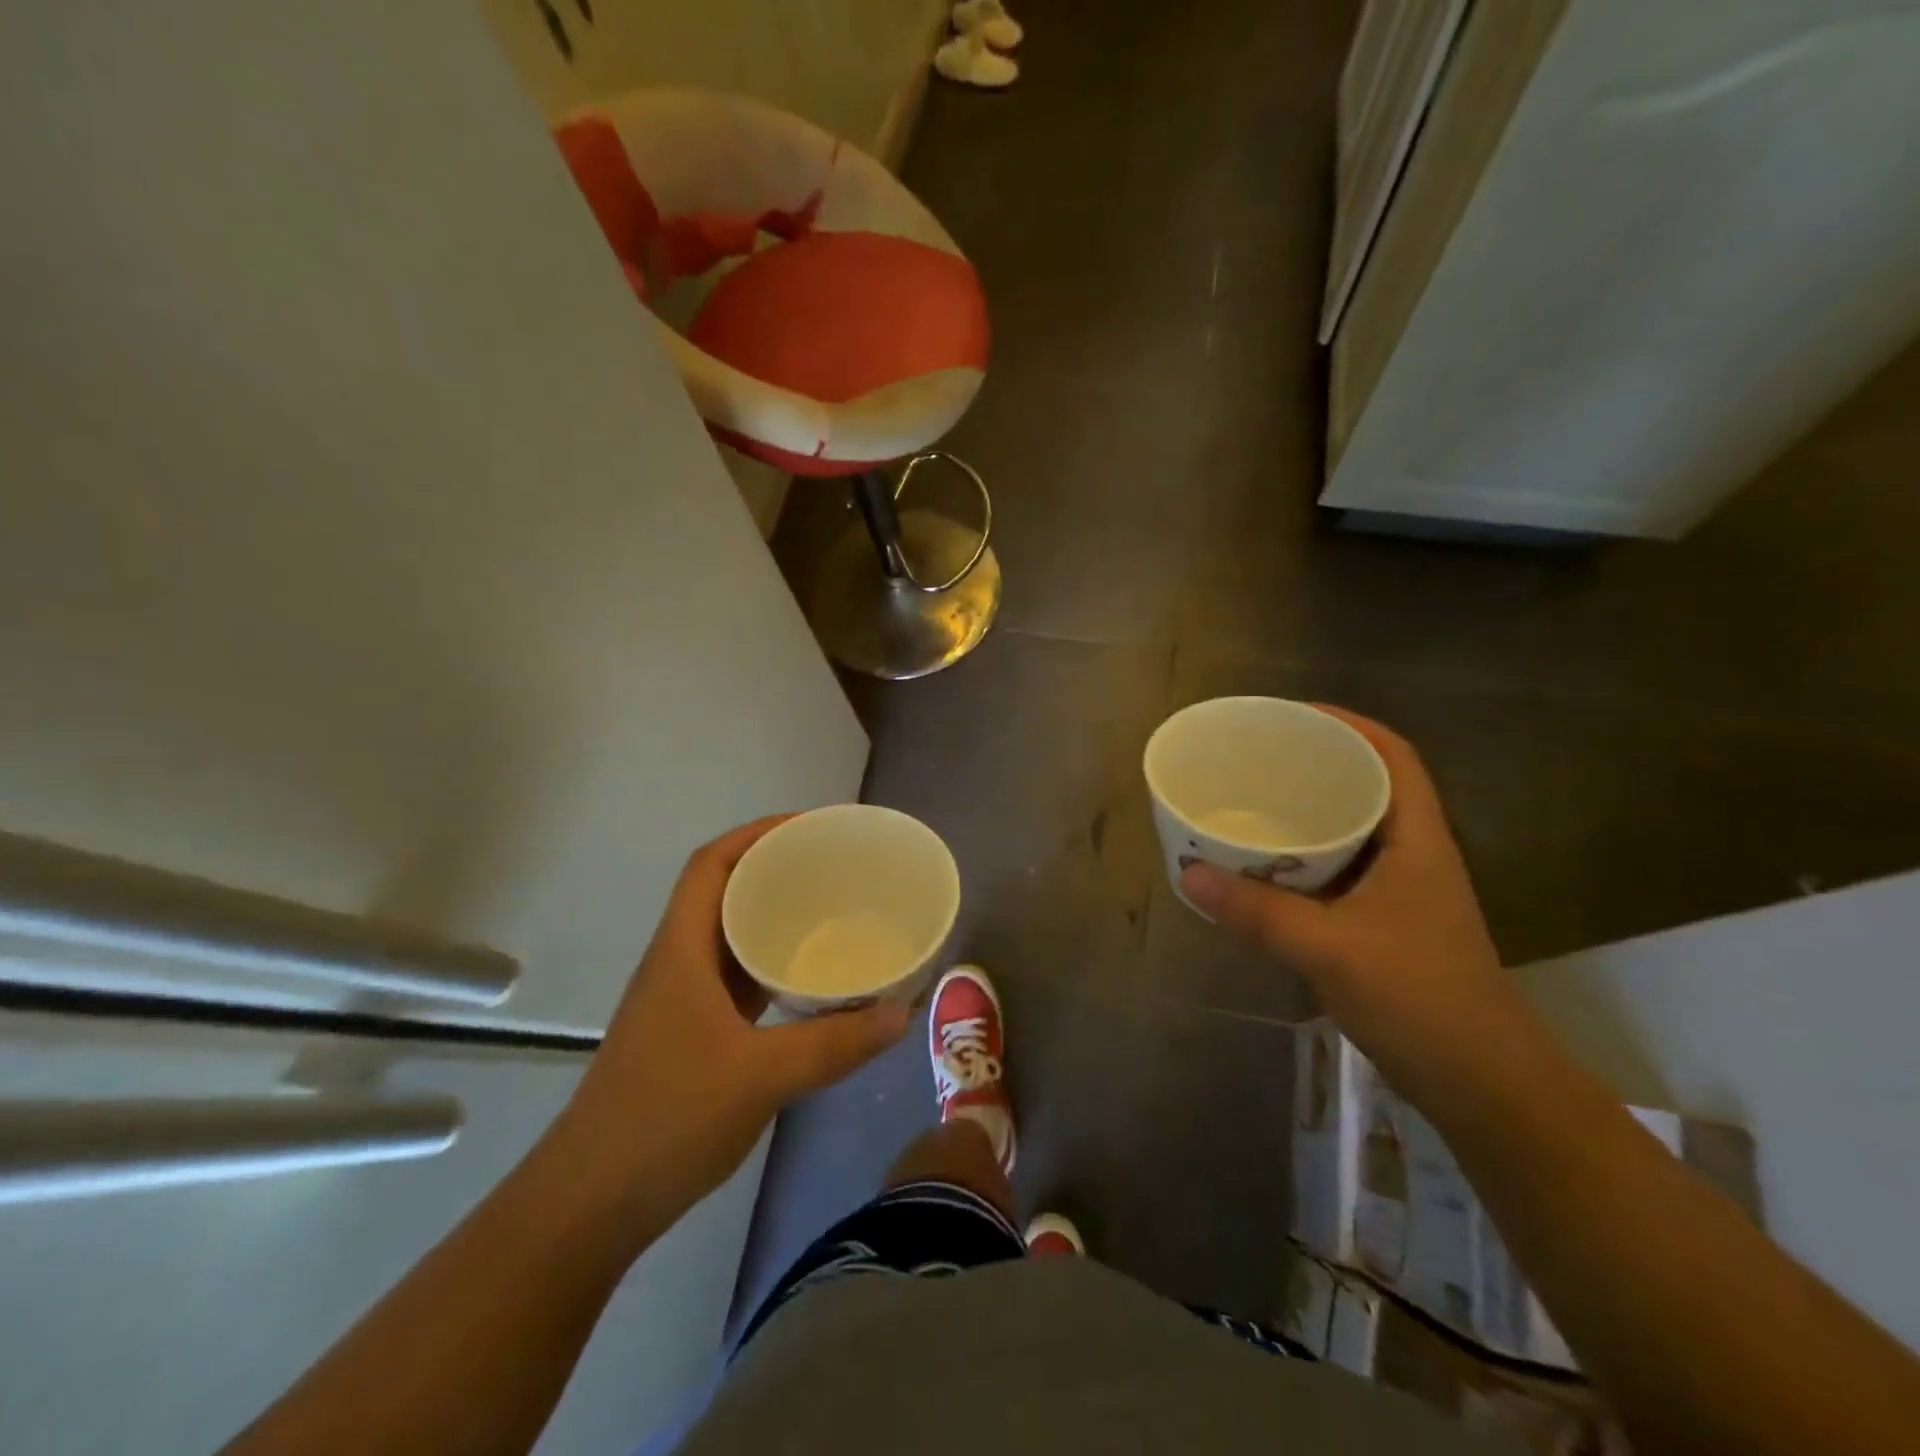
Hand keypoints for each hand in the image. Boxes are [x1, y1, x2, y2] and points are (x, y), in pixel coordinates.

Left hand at [551, 816, 910, 1224]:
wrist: (591, 1203)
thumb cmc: (665, 1120)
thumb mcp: (760, 1077)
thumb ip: (834, 1044)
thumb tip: (902, 1013)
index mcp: (681, 951)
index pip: (711, 865)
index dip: (756, 834)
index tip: (809, 828)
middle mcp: (678, 963)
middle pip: (722, 892)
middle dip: (774, 869)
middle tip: (833, 867)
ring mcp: (682, 1000)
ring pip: (729, 936)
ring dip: (772, 917)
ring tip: (829, 910)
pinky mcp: (691, 1033)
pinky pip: (736, 978)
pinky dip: (770, 964)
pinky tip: (808, 978)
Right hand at [1180, 708, 1527, 1093]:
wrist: (1482, 1084)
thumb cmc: (1420, 999)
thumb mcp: (1329, 949)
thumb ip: (1257, 911)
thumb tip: (1188, 873)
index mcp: (1417, 840)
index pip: (1393, 757)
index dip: (1349, 725)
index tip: (1293, 715)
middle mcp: (1412, 855)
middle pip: (1367, 787)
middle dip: (1316, 764)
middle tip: (1257, 759)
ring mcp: (1400, 893)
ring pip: (1351, 832)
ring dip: (1306, 815)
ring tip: (1250, 804)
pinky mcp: (1384, 925)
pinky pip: (1336, 872)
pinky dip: (1301, 861)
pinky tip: (1262, 870)